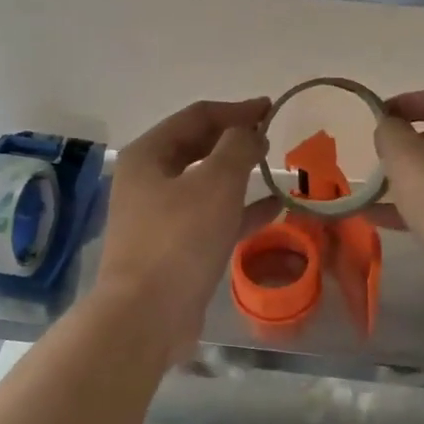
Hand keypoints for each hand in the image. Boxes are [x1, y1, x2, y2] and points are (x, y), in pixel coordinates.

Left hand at [97, 97, 274, 353]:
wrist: (147, 315)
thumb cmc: (180, 239)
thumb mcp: (216, 183)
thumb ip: (238, 147)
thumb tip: (250, 131)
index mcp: (150, 154)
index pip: (197, 116)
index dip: (236, 110)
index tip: (271, 108)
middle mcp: (149, 180)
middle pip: (198, 147)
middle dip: (236, 140)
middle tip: (272, 136)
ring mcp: (159, 216)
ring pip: (206, 184)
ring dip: (240, 174)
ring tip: (277, 168)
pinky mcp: (174, 248)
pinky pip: (211, 217)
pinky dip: (240, 209)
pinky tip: (273, 208)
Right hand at [373, 85, 423, 321]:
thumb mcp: (408, 160)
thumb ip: (391, 133)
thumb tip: (390, 128)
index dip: (407, 102)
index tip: (377, 116)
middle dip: (410, 143)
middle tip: (380, 155)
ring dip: (412, 178)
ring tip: (374, 189)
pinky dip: (422, 206)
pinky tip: (382, 219)